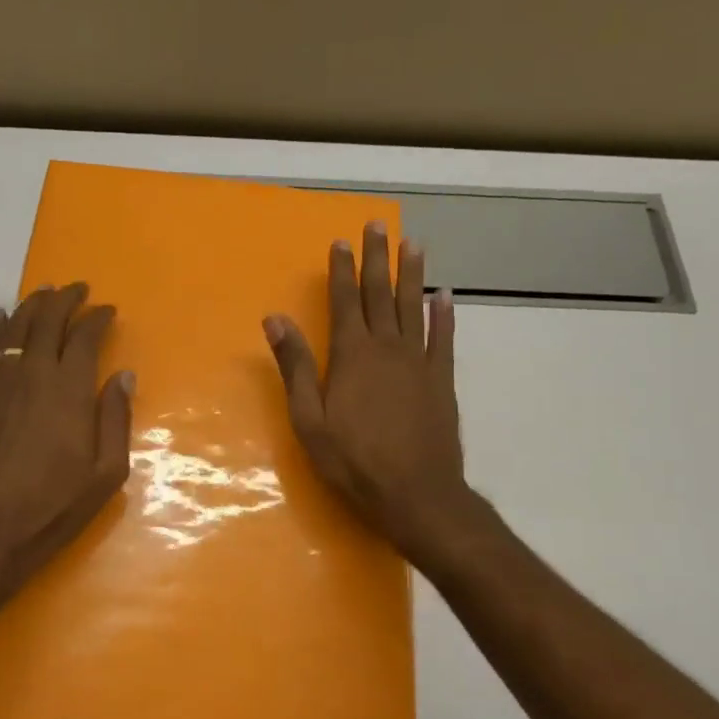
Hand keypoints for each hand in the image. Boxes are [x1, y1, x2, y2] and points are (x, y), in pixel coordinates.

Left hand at [0, 283, 133, 585]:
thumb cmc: (52, 508)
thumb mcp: (105, 474)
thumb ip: (115, 419)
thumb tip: (124, 375)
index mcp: (69, 391)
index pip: (84, 337)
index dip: (97, 318)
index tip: (108, 310)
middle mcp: (32, 374)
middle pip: (47, 321)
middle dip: (65, 300)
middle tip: (77, 289)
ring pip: (14, 329)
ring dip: (31, 306)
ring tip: (43, 292)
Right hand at [263, 222, 472, 564]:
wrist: (416, 493)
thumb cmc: (353, 461)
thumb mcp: (309, 418)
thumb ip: (295, 366)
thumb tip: (275, 319)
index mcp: (352, 356)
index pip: (345, 301)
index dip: (341, 270)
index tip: (340, 241)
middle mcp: (388, 348)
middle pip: (381, 294)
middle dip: (377, 259)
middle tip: (377, 225)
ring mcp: (419, 362)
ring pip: (414, 307)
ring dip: (413, 274)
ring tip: (413, 243)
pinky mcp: (442, 380)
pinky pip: (443, 338)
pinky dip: (443, 314)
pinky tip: (444, 296)